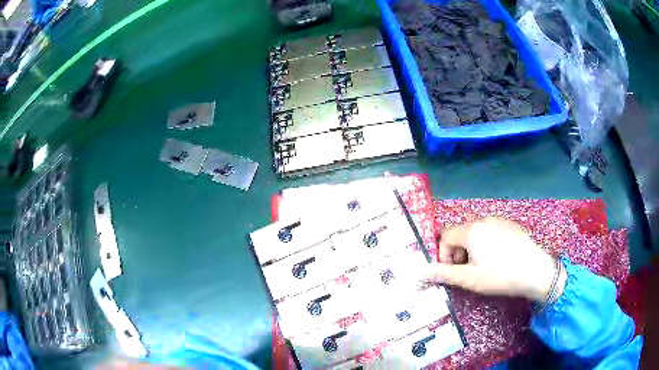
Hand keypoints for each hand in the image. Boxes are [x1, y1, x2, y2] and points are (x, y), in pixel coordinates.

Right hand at [421, 218, 564, 301]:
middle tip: (466, 271)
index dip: (443, 254)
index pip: (445, 236)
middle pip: (460, 233)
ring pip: (476, 232)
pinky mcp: (510, 225)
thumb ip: (444, 273)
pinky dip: (486, 243)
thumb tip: (420, 272)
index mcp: (471, 231)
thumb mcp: (469, 279)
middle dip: (458, 252)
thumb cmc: (500, 276)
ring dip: (471, 248)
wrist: (535, 271)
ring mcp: (499, 220)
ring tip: (482, 266)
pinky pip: (490, 231)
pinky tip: (498, 258)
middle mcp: (483, 220)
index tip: (452, 271)